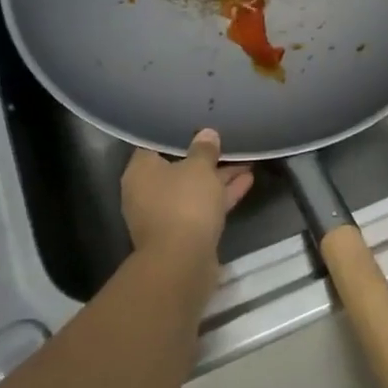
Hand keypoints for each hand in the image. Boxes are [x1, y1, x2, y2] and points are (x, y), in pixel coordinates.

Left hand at [121, 128, 254, 264]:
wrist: (182, 262)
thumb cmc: (184, 203)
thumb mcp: (199, 167)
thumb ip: (204, 148)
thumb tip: (206, 133)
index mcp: (141, 171)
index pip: (156, 144)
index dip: (179, 134)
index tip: (199, 125)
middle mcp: (147, 192)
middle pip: (178, 168)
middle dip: (205, 158)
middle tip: (227, 142)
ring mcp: (165, 215)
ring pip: (194, 189)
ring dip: (218, 177)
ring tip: (246, 160)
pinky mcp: (182, 233)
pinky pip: (202, 206)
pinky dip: (221, 195)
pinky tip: (247, 181)